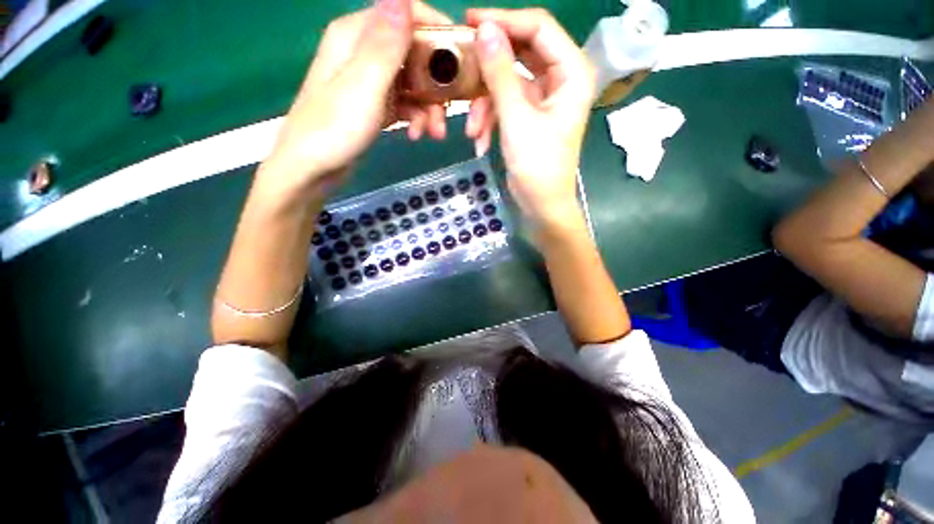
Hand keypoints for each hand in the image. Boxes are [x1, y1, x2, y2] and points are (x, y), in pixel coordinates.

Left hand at [259, 0, 451, 199]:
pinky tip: (417, 134)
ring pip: (412, 81)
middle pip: (414, 52)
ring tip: (434, 133)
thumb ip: (385, 44)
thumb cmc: (335, 130)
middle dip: (436, 82)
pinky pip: (404, 102)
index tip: (461, 60)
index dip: (437, 32)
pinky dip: (415, 117)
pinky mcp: (375, 104)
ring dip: (428, 106)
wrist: (313, 170)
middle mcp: (363, 51)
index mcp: (356, 35)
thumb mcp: (363, 86)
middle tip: (447, 110)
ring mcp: (370, 80)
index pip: (406, 15)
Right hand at [465, 8, 595, 230]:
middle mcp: (560, 79)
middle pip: (521, 53)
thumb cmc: (537, 166)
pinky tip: (479, 142)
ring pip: (507, 83)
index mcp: (571, 72)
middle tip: (462, 68)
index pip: (539, 27)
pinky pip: (505, 104)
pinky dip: (490, 120)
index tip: (470, 21)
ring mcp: (543, 99)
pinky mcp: (529, 116)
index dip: (505, 20)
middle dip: (489, 68)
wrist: (541, 205)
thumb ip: (501, 73)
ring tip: (472, 131)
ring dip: (485, 105)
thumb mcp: (517, 119)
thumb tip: (485, 29)